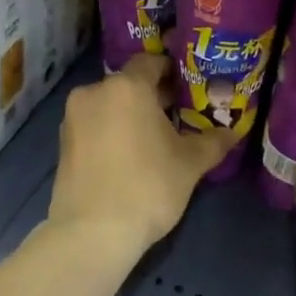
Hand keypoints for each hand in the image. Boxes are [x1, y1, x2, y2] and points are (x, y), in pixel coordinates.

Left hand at [47, 55, 235, 257]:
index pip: (152, 62)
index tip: (189, 87)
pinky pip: (94, 124)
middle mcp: (95, 92)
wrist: (92, 233)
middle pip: (130, 83)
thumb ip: (213, 141)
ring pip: (110, 104)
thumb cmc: (148, 186)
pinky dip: (111, 131)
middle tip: (179, 114)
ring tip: (154, 139)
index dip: (173, 71)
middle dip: (153, 96)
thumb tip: (232, 132)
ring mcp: (74, 117)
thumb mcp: (190, 164)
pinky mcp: (62, 142)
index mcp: (128, 86)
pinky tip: (129, 156)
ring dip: (130, 114)